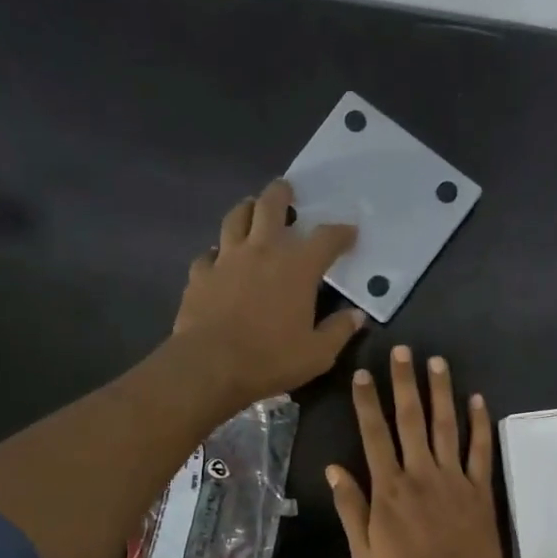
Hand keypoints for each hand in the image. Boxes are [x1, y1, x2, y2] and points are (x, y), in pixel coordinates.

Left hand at [174, 179, 366, 405]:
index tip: (350, 232)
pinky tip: (220, 259)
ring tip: (251, 209)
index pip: (326, 238)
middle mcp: (262, 252)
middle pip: (270, 206)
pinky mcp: (200, 275)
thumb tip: (356, 316)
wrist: (210, 366)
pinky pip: (209, 254)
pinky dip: (218, 252)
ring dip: (246, 209)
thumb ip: (339, 331)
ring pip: (235, 218)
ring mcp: (226, 259)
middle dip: (282, 194)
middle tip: (287, 190)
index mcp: (297, 268)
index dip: (341, 232)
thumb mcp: (318, 354)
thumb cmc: (271, 359)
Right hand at [326, 345, 507, 557]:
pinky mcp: (479, 489)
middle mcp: (420, 472)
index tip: (362, 374)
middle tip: (403, 351)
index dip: (367, 402)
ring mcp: (453, 478)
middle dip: (404, 382)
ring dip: (441, 392)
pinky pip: (480, 450)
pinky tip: (478, 399)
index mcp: (389, 488)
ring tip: (437, 361)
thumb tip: (334, 469)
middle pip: (410, 419)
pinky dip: (479, 424)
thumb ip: (351, 507)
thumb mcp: (364, 550)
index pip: (374, 435)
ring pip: (446, 426)